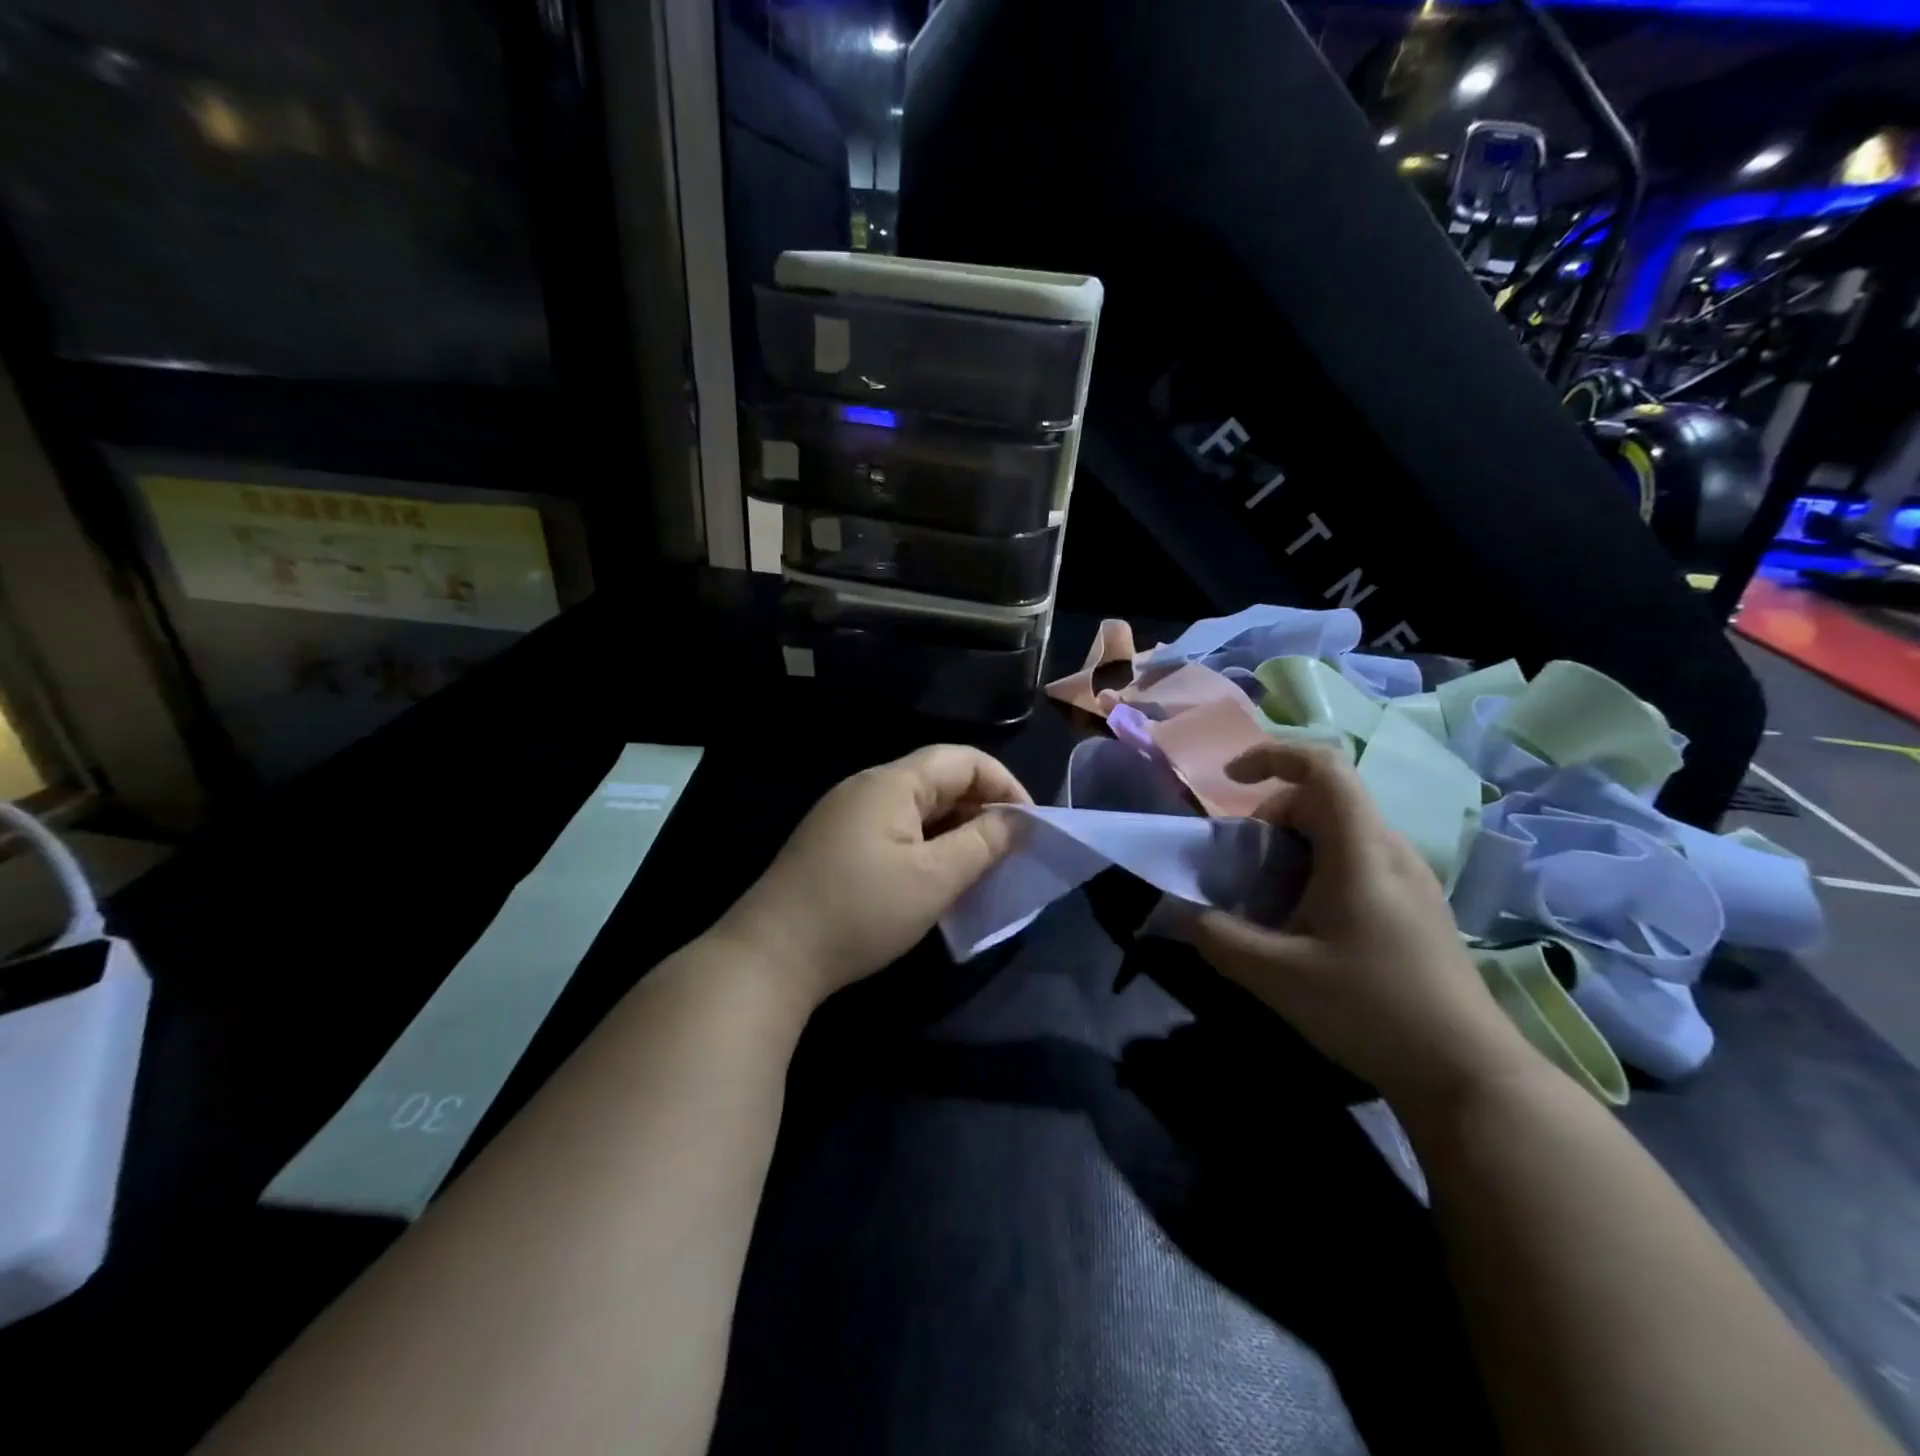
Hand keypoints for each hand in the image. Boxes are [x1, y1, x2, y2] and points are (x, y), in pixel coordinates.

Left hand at [719, 746, 1032, 1008]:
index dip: (1003, 785)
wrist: (771, 955)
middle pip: (939, 779)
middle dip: (982, 807)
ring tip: (981, 864)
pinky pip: (895, 827)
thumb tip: (1017, 822)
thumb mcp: (933, 879)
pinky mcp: (835, 842)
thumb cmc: (860, 911)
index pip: (962, 760)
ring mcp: (847, 814)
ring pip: (917, 806)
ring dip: (955, 828)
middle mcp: (867, 787)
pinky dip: (926, 843)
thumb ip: (982, 844)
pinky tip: (936, 875)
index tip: (1029, 825)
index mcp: (891, 783)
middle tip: (1010, 849)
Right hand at [1191, 742, 1532, 1106]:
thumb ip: (1218, 936)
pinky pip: (1357, 861)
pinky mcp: (1416, 906)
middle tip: (1242, 868)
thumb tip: (1181, 913)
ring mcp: (1410, 879)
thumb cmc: (1371, 1009)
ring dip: (1291, 848)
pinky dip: (1316, 870)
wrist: (1468, 1073)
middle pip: (1323, 799)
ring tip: (1268, 901)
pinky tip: (1306, 926)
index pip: (1323, 766)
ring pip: (1339, 832)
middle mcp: (1391, 850)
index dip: (1272, 755)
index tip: (1230, 780)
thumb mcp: (1277, 976)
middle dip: (1270, 818)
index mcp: (1361, 850)